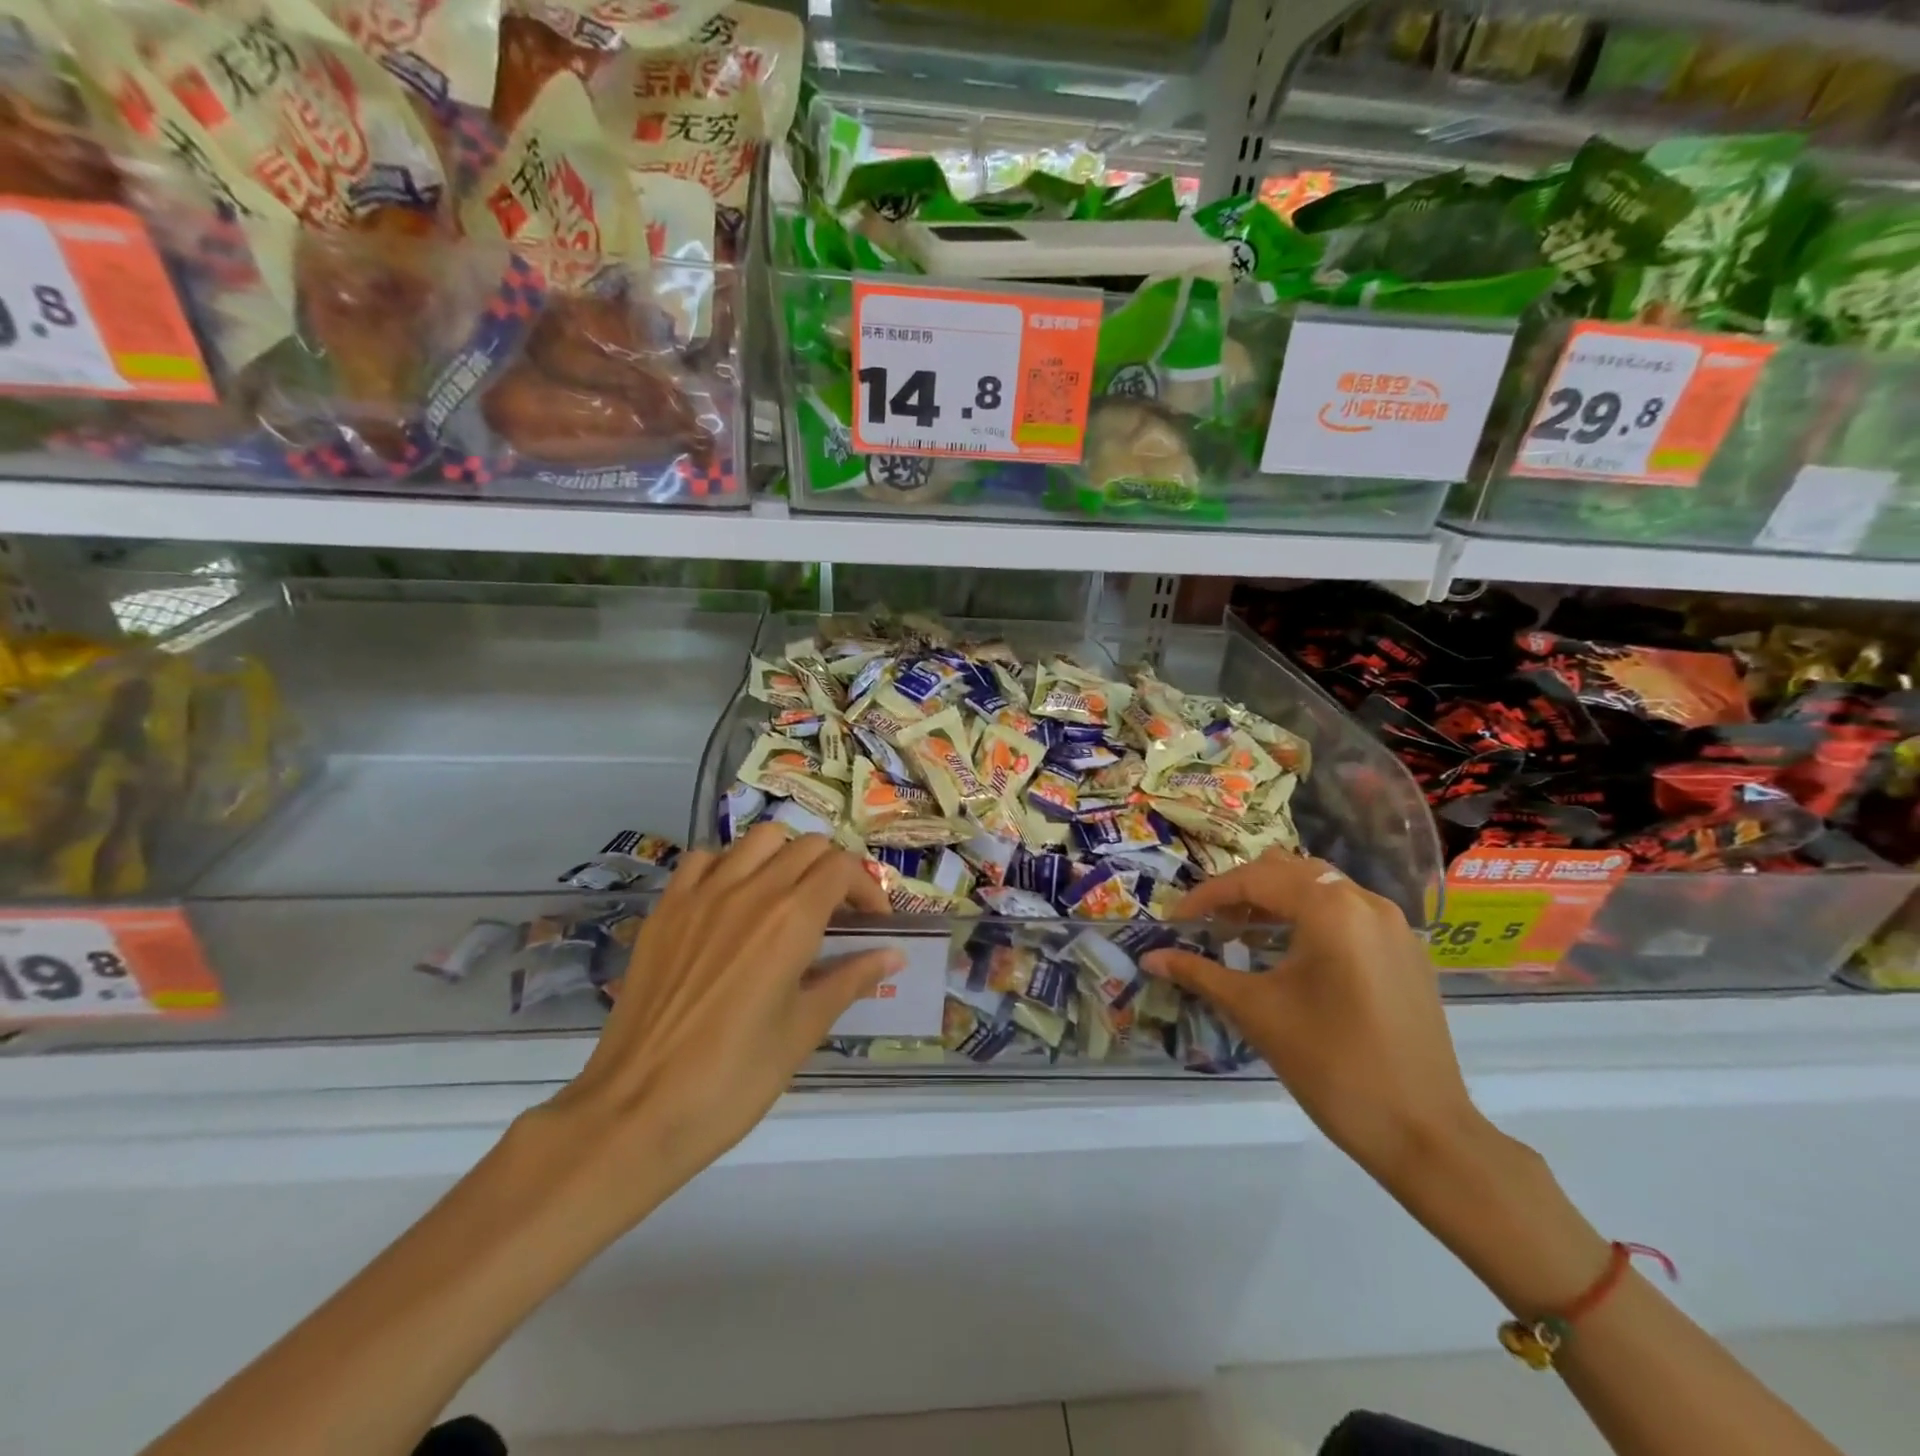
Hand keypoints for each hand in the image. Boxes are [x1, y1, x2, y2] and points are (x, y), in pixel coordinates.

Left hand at [533, 824, 900, 1217]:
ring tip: (787, 898)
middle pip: (807, 845)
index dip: (867, 888)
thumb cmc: (734, 1078)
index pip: (842, 867)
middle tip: (836, 913)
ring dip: (785, 857)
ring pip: (757, 841)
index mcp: (791, 919)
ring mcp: (701, 894)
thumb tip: (894, 955)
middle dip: (833, 871)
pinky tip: (732, 901)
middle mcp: (750, 890)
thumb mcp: (803, 1030)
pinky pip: (705, 859)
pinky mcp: (666, 909)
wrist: (637, 1110)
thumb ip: (851, 980)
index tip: (873, 923)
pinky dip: (729, 866)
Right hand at [1143, 851, 1486, 1190]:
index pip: (1254, 880)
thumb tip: (1150, 957)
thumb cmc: (1331, 1066)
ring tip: (1242, 934)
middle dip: (1241, 892)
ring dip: (1275, 901)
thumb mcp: (1257, 1013)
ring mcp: (1393, 925)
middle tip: (1208, 924)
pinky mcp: (1406, 951)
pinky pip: (1346, 913)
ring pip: (1319, 888)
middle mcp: (1366, 902)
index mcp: (1331, 909)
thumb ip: (1200, 974)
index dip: (1207, 896)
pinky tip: (1289, 954)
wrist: (1424, 1134)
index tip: (1175, 920)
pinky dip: (1308, 918)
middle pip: (1287, 872)